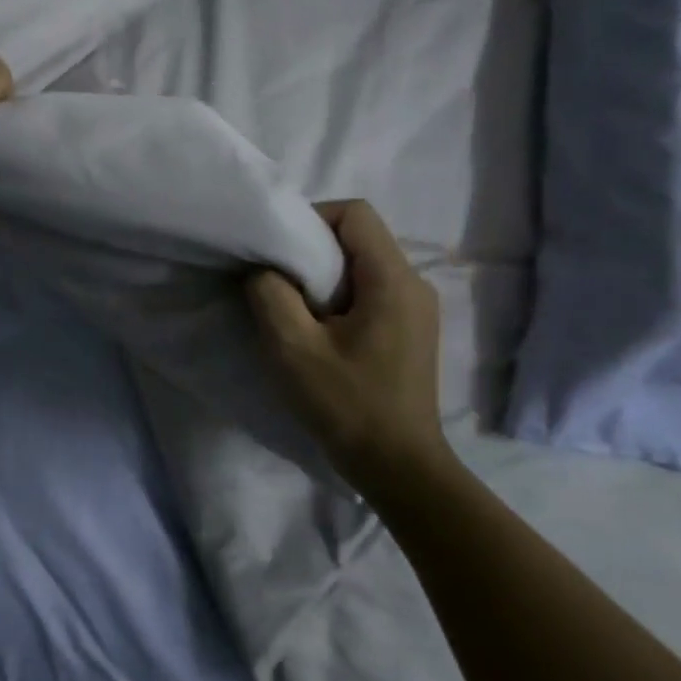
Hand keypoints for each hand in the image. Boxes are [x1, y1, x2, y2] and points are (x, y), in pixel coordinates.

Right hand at [246, 201, 446, 471]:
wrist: (398, 467)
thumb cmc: (347, 405)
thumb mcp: (292, 348)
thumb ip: (270, 294)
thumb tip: (264, 268)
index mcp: (393, 279)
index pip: (355, 213)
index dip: (311, 218)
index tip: (278, 250)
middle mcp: (414, 283)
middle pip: (359, 236)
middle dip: (312, 249)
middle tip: (277, 280)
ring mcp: (416, 308)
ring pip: (363, 264)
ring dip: (323, 276)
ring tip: (293, 308)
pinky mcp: (410, 330)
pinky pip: (370, 291)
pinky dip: (338, 296)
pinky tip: (318, 330)